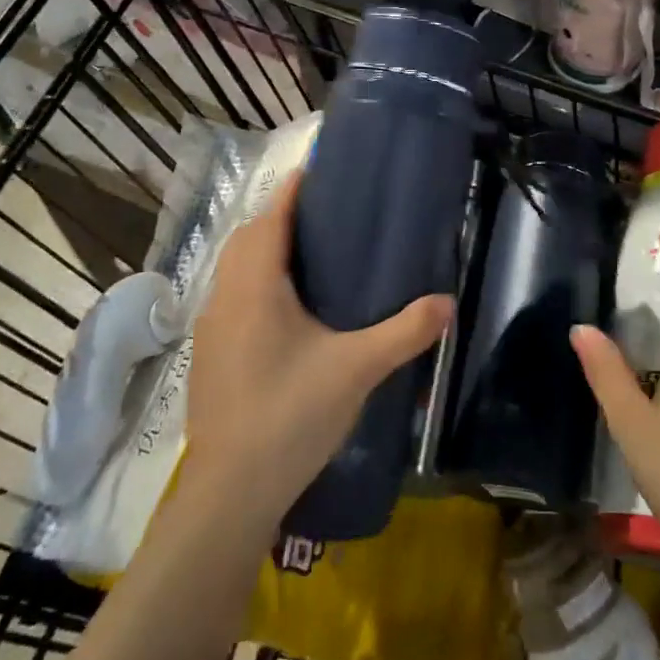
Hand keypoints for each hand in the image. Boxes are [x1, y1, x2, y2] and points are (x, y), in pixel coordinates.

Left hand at [182, 172, 452, 527]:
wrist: (230, 491)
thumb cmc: (289, 415)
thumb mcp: (356, 368)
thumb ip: (404, 332)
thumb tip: (448, 302)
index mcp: (254, 285)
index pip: (272, 215)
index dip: (295, 188)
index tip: (325, 168)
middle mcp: (225, 295)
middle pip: (250, 236)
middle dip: (284, 216)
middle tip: (332, 214)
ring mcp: (212, 327)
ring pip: (237, 268)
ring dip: (268, 250)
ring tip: (317, 255)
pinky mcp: (211, 354)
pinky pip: (234, 296)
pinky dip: (259, 282)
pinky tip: (292, 309)